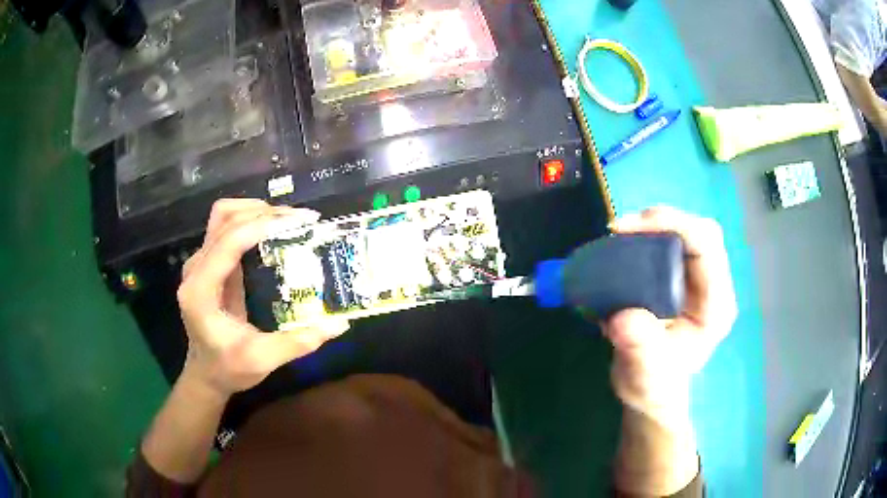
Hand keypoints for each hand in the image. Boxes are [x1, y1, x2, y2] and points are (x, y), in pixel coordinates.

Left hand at [177, 199, 349, 397]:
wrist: (206, 374)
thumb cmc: (228, 369)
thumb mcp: (262, 360)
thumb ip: (297, 342)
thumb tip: (339, 324)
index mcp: (201, 290)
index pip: (229, 241)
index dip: (263, 225)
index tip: (300, 223)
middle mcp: (196, 268)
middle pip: (225, 218)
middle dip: (265, 212)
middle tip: (301, 220)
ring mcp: (200, 263)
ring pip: (224, 216)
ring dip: (256, 211)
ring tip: (289, 220)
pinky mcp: (210, 263)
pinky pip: (228, 228)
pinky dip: (252, 221)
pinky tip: (275, 230)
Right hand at [603, 207, 736, 430]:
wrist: (651, 390)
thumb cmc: (653, 386)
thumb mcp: (644, 375)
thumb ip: (639, 348)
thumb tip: (621, 317)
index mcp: (715, 306)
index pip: (706, 246)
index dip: (672, 226)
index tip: (627, 230)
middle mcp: (712, 286)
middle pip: (699, 230)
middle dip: (661, 221)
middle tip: (620, 229)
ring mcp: (698, 281)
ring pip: (685, 232)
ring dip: (651, 226)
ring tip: (618, 236)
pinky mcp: (682, 278)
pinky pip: (670, 243)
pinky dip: (646, 237)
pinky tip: (624, 247)